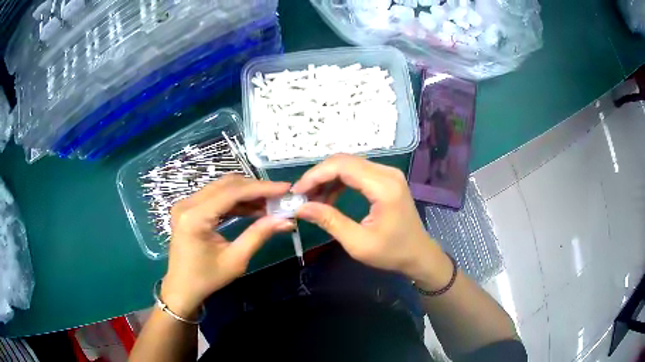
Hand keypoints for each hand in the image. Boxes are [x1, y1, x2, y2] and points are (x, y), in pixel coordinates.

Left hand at [161, 175, 293, 317]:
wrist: (182, 288)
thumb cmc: (207, 278)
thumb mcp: (235, 260)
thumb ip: (258, 235)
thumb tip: (286, 220)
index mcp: (195, 217)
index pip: (232, 192)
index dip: (261, 188)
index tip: (285, 188)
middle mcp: (188, 203)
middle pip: (227, 184)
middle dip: (255, 188)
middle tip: (280, 196)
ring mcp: (186, 204)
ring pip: (222, 187)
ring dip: (247, 193)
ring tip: (270, 203)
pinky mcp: (189, 208)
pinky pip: (216, 196)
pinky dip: (235, 200)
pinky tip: (253, 208)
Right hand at [292, 154, 447, 283]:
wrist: (418, 254)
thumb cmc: (392, 252)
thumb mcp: (358, 243)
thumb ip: (329, 221)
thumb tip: (301, 207)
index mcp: (383, 187)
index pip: (342, 166)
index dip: (316, 175)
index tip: (297, 192)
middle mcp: (387, 173)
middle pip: (344, 161)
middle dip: (319, 176)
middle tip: (302, 195)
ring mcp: (388, 174)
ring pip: (349, 164)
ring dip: (328, 178)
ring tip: (312, 199)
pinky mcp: (386, 179)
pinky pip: (357, 172)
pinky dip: (339, 182)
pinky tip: (329, 198)